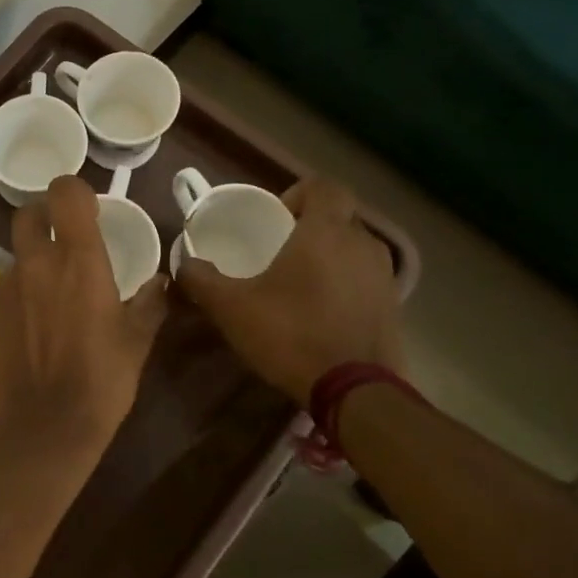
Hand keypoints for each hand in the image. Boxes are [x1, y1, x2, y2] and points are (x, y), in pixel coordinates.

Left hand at [0, 176, 168, 452]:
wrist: (45, 428)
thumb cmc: (102, 381)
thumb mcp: (138, 341)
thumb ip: (151, 302)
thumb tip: (163, 282)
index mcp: (78, 260)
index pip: (64, 191)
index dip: (73, 191)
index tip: (87, 210)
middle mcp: (35, 264)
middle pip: (27, 213)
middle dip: (43, 218)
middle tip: (62, 243)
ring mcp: (4, 288)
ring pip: (15, 257)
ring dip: (32, 266)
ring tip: (50, 302)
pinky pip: (3, 291)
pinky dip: (18, 298)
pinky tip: (30, 331)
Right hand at [176, 175, 401, 404]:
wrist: (356, 391)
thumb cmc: (291, 334)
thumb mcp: (231, 307)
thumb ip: (201, 279)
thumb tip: (184, 263)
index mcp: (326, 232)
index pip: (324, 186)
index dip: (298, 193)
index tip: (276, 219)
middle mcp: (363, 244)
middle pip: (339, 217)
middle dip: (310, 227)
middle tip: (279, 251)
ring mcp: (384, 276)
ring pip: (353, 249)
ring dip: (328, 257)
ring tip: (298, 283)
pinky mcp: (394, 306)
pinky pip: (364, 279)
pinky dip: (343, 285)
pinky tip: (320, 312)